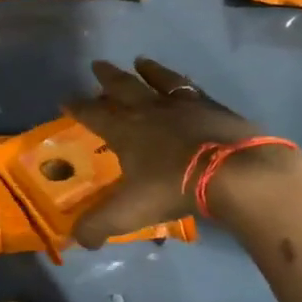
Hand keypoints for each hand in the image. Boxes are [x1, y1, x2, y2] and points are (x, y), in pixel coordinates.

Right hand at [65, 57, 286, 247]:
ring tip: (140, 61)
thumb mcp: (129, 213)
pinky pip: (192, 89)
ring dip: (148, 71)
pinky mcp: (214, 108)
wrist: (235, 173)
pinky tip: (185, 83)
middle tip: (98, 64)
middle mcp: (151, 110)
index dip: (78, 107)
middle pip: (124, 87)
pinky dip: (183, 83)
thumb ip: (99, 226)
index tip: (65, 99)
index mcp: (126, 131)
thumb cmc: (174, 188)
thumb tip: (79, 240)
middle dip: (108, 78)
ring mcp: (185, 106)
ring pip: (160, 80)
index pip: (94, 115)